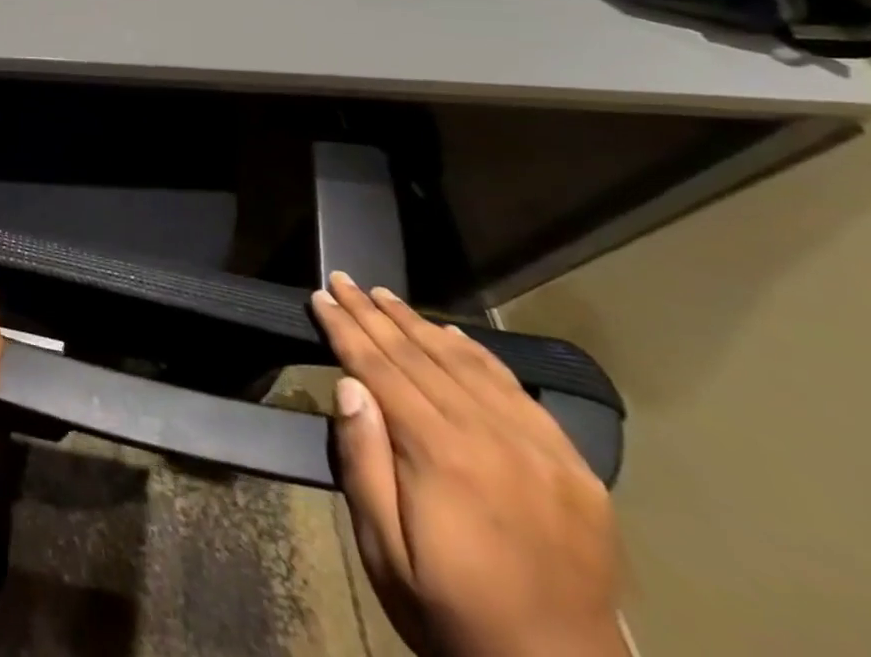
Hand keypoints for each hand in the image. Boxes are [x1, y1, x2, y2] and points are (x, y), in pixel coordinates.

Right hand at [311, 272, 624, 656]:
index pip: (380, 368)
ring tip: (385, 296)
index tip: (320, 295)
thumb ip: (364, 463)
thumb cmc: (452, 614)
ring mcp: (540, 451)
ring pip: (467, 364)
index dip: (345, 328)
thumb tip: (349, 385)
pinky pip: (518, 392)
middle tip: (343, 279)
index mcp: (442, 456)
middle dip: (374, 314)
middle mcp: (493, 438)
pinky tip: (453, 335)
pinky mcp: (574, 469)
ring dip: (420, 324)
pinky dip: (479, 355)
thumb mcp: (384, 551)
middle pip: (420, 356)